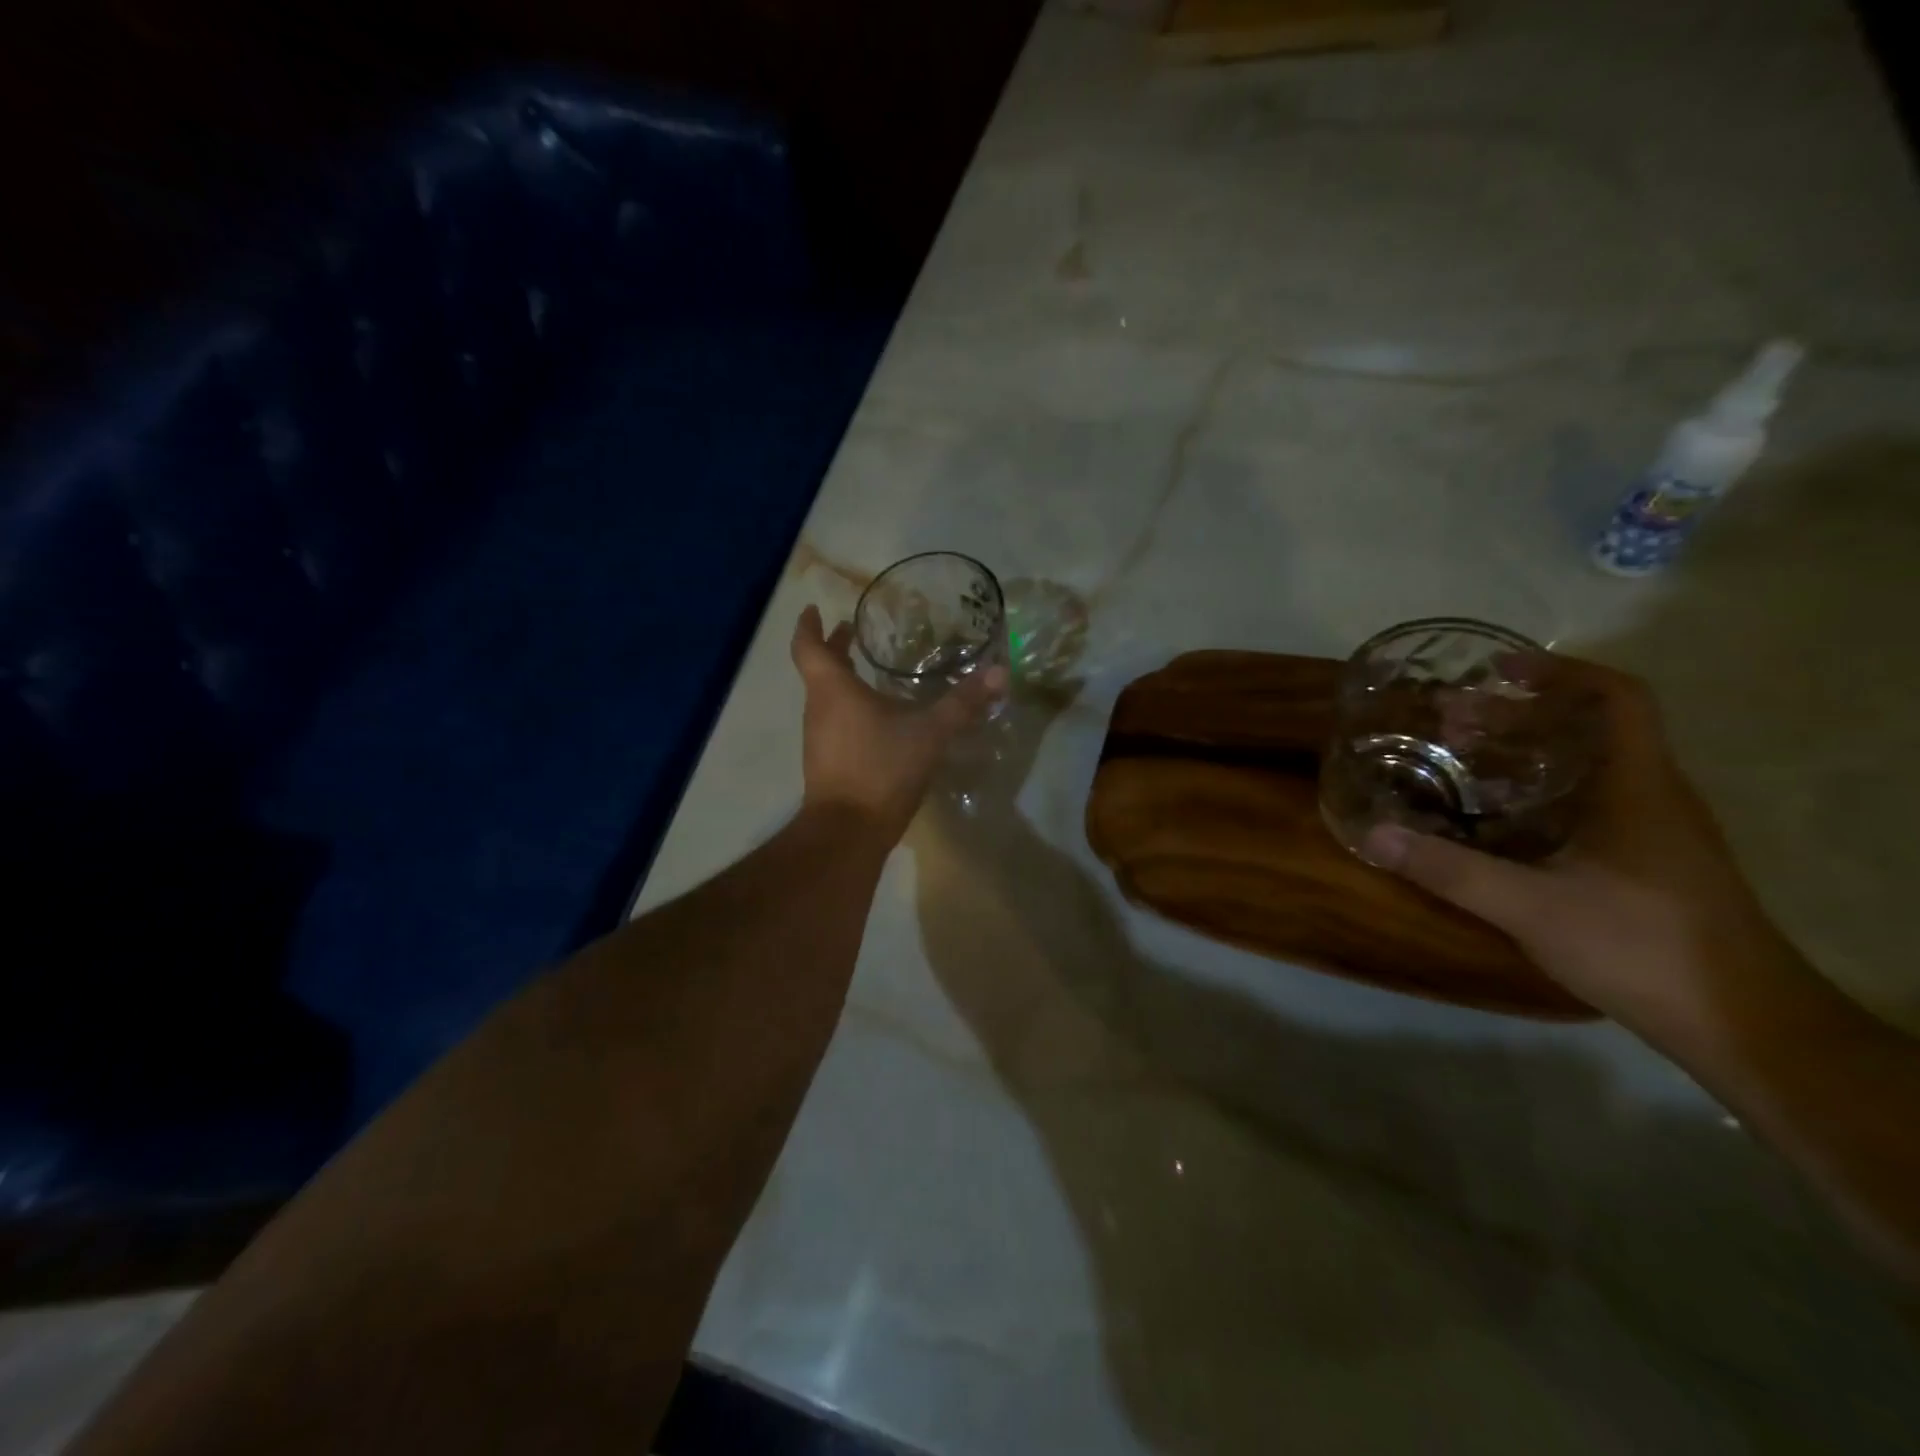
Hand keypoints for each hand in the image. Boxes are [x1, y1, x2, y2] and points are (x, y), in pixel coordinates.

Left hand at [790, 606, 1005, 843]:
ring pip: (825, 698)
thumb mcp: (929, 732)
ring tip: (868, 672)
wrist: (848, 831)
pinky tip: (876, 719)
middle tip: (851, 633)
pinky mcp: (826, 762)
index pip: (808, 646)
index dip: (808, 625)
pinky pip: (834, 722)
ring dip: (841, 680)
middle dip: (833, 649)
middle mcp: (818, 709)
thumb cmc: (881, 769)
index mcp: (833, 689)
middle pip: (818, 670)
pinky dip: (848, 708)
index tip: (814, 609)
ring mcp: (819, 738)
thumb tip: (999, 672)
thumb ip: (963, 702)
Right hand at [1362, 660, 1789, 1037]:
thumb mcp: (1531, 907)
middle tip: (1450, 722)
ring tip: (1461, 759)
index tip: (1497, 671)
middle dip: (1519, 714)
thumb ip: (1449, 869)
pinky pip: (1590, 801)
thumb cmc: (1642, 947)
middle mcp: (1653, 796)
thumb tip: (1373, 835)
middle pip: (1591, 728)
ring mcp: (1655, 830)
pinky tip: (1496, 818)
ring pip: (1589, 766)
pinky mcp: (1648, 861)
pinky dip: (1540, 791)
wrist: (1742, 1025)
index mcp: (1638, 786)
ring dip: (1527, 753)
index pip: (1618, 698)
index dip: (1561, 672)